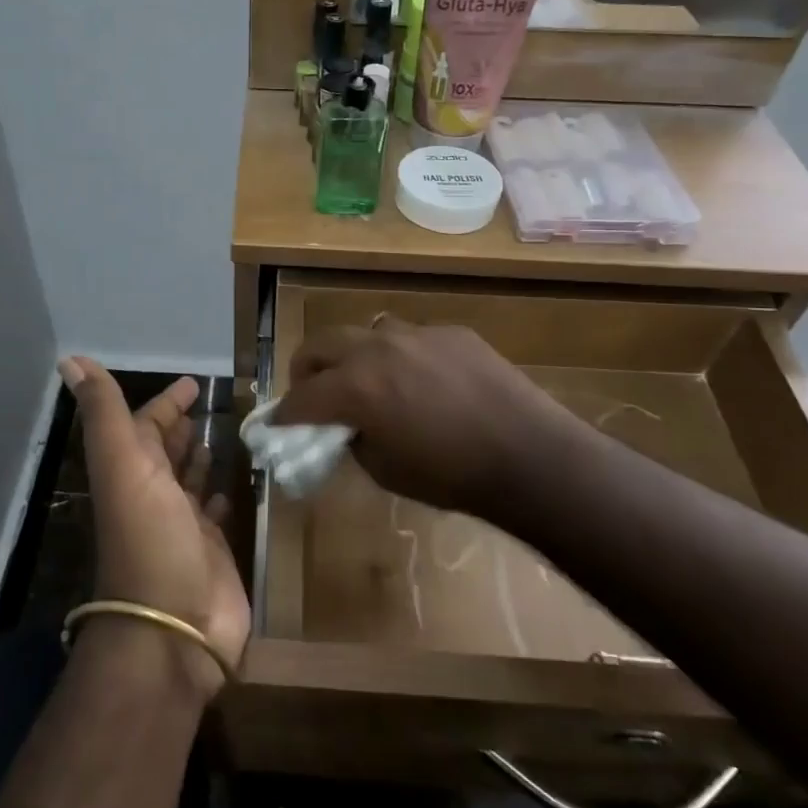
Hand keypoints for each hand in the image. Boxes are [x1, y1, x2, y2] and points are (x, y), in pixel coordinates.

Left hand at [62, 358, 249, 698]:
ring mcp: (182, 527)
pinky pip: (213, 516)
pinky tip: (230, 487)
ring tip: (221, 437)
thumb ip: (103, 412)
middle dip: (181, 429)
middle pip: (165, 453)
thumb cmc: (150, 539)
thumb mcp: (122, 465)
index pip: (144, 426)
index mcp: (131, 473)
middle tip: (208, 406)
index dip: (164, 404)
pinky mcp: (211, 552)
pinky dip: (217, 498)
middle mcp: (153, 496)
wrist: (174, 629)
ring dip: (198, 460)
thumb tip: (70, 358)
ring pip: (188, 483)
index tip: (191, 384)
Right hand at [272, 319, 582, 518]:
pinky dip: (401, 357)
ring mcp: (416, 334)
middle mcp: (377, 349)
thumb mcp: (386, 471)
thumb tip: (346, 428)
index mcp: (355, 388)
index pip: (301, 396)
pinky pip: (411, 337)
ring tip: (370, 381)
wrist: (530, 455)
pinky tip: (425, 383)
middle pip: (320, 344)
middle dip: (307, 370)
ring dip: (355, 356)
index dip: (284, 414)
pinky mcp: (451, 332)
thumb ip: (354, 440)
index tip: (277, 424)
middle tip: (314, 394)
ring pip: (366, 332)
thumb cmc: (452, 476)